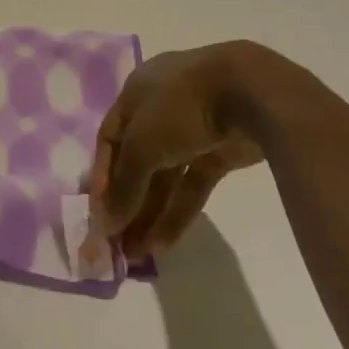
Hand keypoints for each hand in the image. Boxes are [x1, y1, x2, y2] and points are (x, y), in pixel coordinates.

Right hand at [88, 45, 267, 261]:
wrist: (250, 92)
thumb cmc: (180, 107)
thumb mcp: (142, 144)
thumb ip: (124, 185)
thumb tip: (106, 224)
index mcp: (135, 94)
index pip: (110, 139)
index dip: (102, 176)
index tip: (98, 215)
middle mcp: (159, 110)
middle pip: (137, 161)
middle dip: (127, 202)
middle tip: (116, 243)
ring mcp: (191, 132)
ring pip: (165, 177)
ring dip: (149, 214)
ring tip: (136, 256)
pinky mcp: (218, 153)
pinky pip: (192, 186)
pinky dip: (177, 213)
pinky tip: (163, 246)